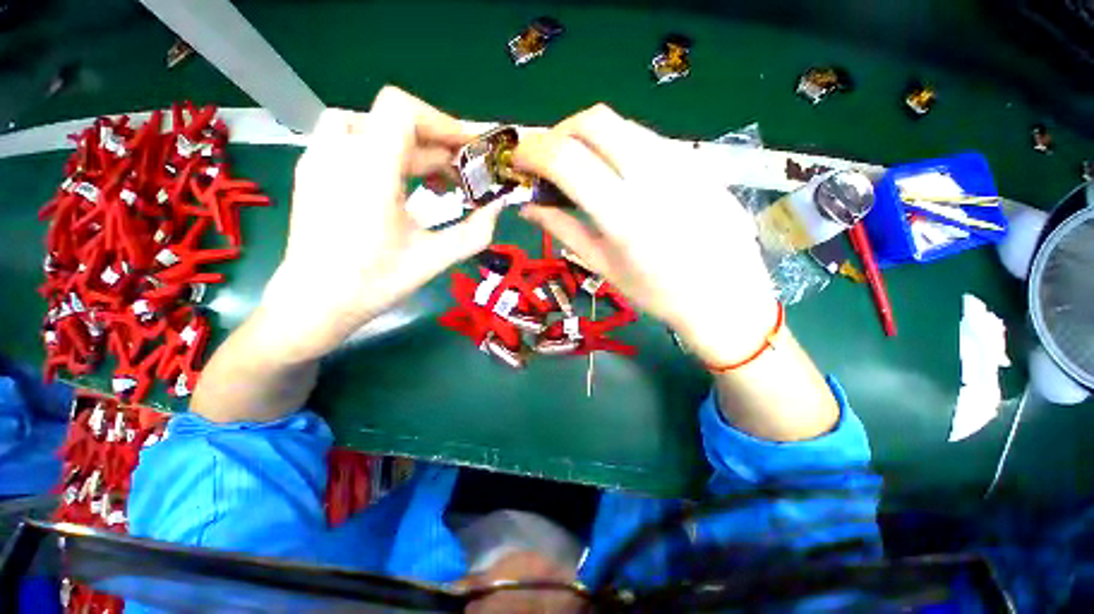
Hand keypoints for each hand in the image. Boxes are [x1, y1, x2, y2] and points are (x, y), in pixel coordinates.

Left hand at [258, 87, 503, 362]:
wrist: (314, 303)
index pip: (401, 108)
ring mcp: (318, 159)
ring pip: (371, 127)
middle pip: (394, 122)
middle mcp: (338, 153)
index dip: (440, 122)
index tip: (467, 150)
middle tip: (462, 177)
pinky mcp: (312, 171)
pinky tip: (398, 185)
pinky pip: (352, 141)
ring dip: (409, 146)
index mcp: (369, 170)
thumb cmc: (374, 282)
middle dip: (435, 146)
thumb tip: (498, 207)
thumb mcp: (434, 259)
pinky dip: (384, 152)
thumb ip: (474, 232)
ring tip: (431, 179)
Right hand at [513, 105, 777, 366]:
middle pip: (594, 120)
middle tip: (547, 160)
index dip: (533, 151)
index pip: (566, 158)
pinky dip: (618, 145)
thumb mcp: (603, 266)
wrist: (724, 296)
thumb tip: (528, 207)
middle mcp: (654, 177)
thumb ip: (563, 230)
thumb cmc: (657, 293)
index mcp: (624, 215)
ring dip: (588, 136)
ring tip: (579, 166)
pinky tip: (616, 173)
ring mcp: (682, 162)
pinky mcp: (698, 161)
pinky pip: (648, 138)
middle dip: (559, 132)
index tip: (518, 161)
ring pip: (622, 124)